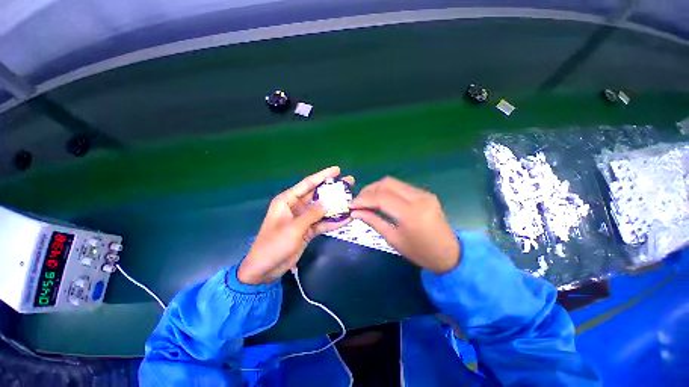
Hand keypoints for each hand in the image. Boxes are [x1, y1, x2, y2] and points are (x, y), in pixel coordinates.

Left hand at [238, 167, 354, 284]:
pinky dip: (332, 222)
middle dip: (333, 189)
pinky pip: (322, 223)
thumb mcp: (293, 227)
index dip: (322, 176)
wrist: (265, 268)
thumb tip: (327, 203)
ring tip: (351, 199)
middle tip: (349, 182)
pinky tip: (346, 219)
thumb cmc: (274, 244)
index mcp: (287, 200)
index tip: (337, 169)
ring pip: (322, 209)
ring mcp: (303, 219)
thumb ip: (312, 214)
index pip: (307, 184)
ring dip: (335, 206)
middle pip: (317, 194)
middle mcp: (296, 206)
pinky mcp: (307, 230)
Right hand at [350, 177, 459, 273]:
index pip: (381, 198)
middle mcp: (419, 198)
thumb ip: (374, 221)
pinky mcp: (425, 193)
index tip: (351, 205)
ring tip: (366, 200)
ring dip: (377, 189)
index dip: (363, 200)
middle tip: (358, 201)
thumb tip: (355, 212)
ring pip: (393, 182)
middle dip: (369, 190)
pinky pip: (401, 187)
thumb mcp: (394, 239)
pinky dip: (387, 190)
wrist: (449, 253)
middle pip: (387, 183)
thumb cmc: (420, 252)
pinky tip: (381, 199)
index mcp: (411, 213)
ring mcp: (423, 193)